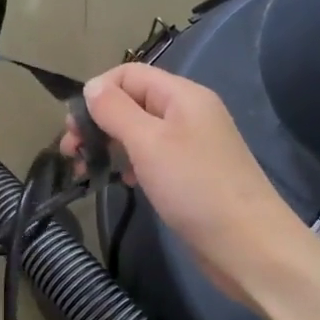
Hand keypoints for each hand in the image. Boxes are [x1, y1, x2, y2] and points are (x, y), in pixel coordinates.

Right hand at [62, 63, 305, 304]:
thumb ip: (116, 110)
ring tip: (87, 171)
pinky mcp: (191, 175)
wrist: (248, 245)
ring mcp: (192, 145)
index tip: (73, 127)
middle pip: (132, 102)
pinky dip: (130, 164)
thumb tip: (91, 86)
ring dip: (110, 145)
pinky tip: (122, 182)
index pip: (129, 74)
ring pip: (139, 132)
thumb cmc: (194, 187)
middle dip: (98, 122)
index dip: (97, 92)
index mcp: (182, 95)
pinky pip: (152, 157)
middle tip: (71, 153)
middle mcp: (188, 113)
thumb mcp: (148, 142)